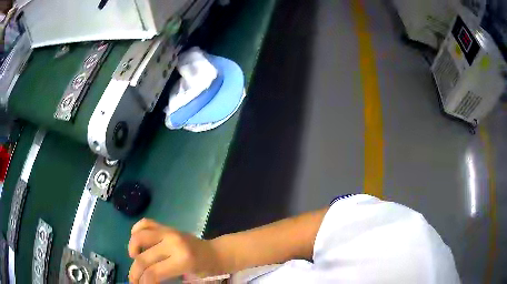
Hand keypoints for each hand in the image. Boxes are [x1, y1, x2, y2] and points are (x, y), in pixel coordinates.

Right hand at [128, 219, 218, 282]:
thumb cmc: (205, 268)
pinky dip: (136, 230)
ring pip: (139, 237)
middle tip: (133, 280)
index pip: (153, 273)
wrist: (216, 252)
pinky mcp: (167, 226)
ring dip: (132, 249)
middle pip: (144, 258)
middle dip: (135, 272)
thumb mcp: (188, 277)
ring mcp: (169, 231)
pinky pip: (146, 223)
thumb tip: (145, 280)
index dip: (143, 282)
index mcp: (182, 260)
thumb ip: (165, 277)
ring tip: (134, 260)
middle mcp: (173, 243)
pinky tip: (136, 240)